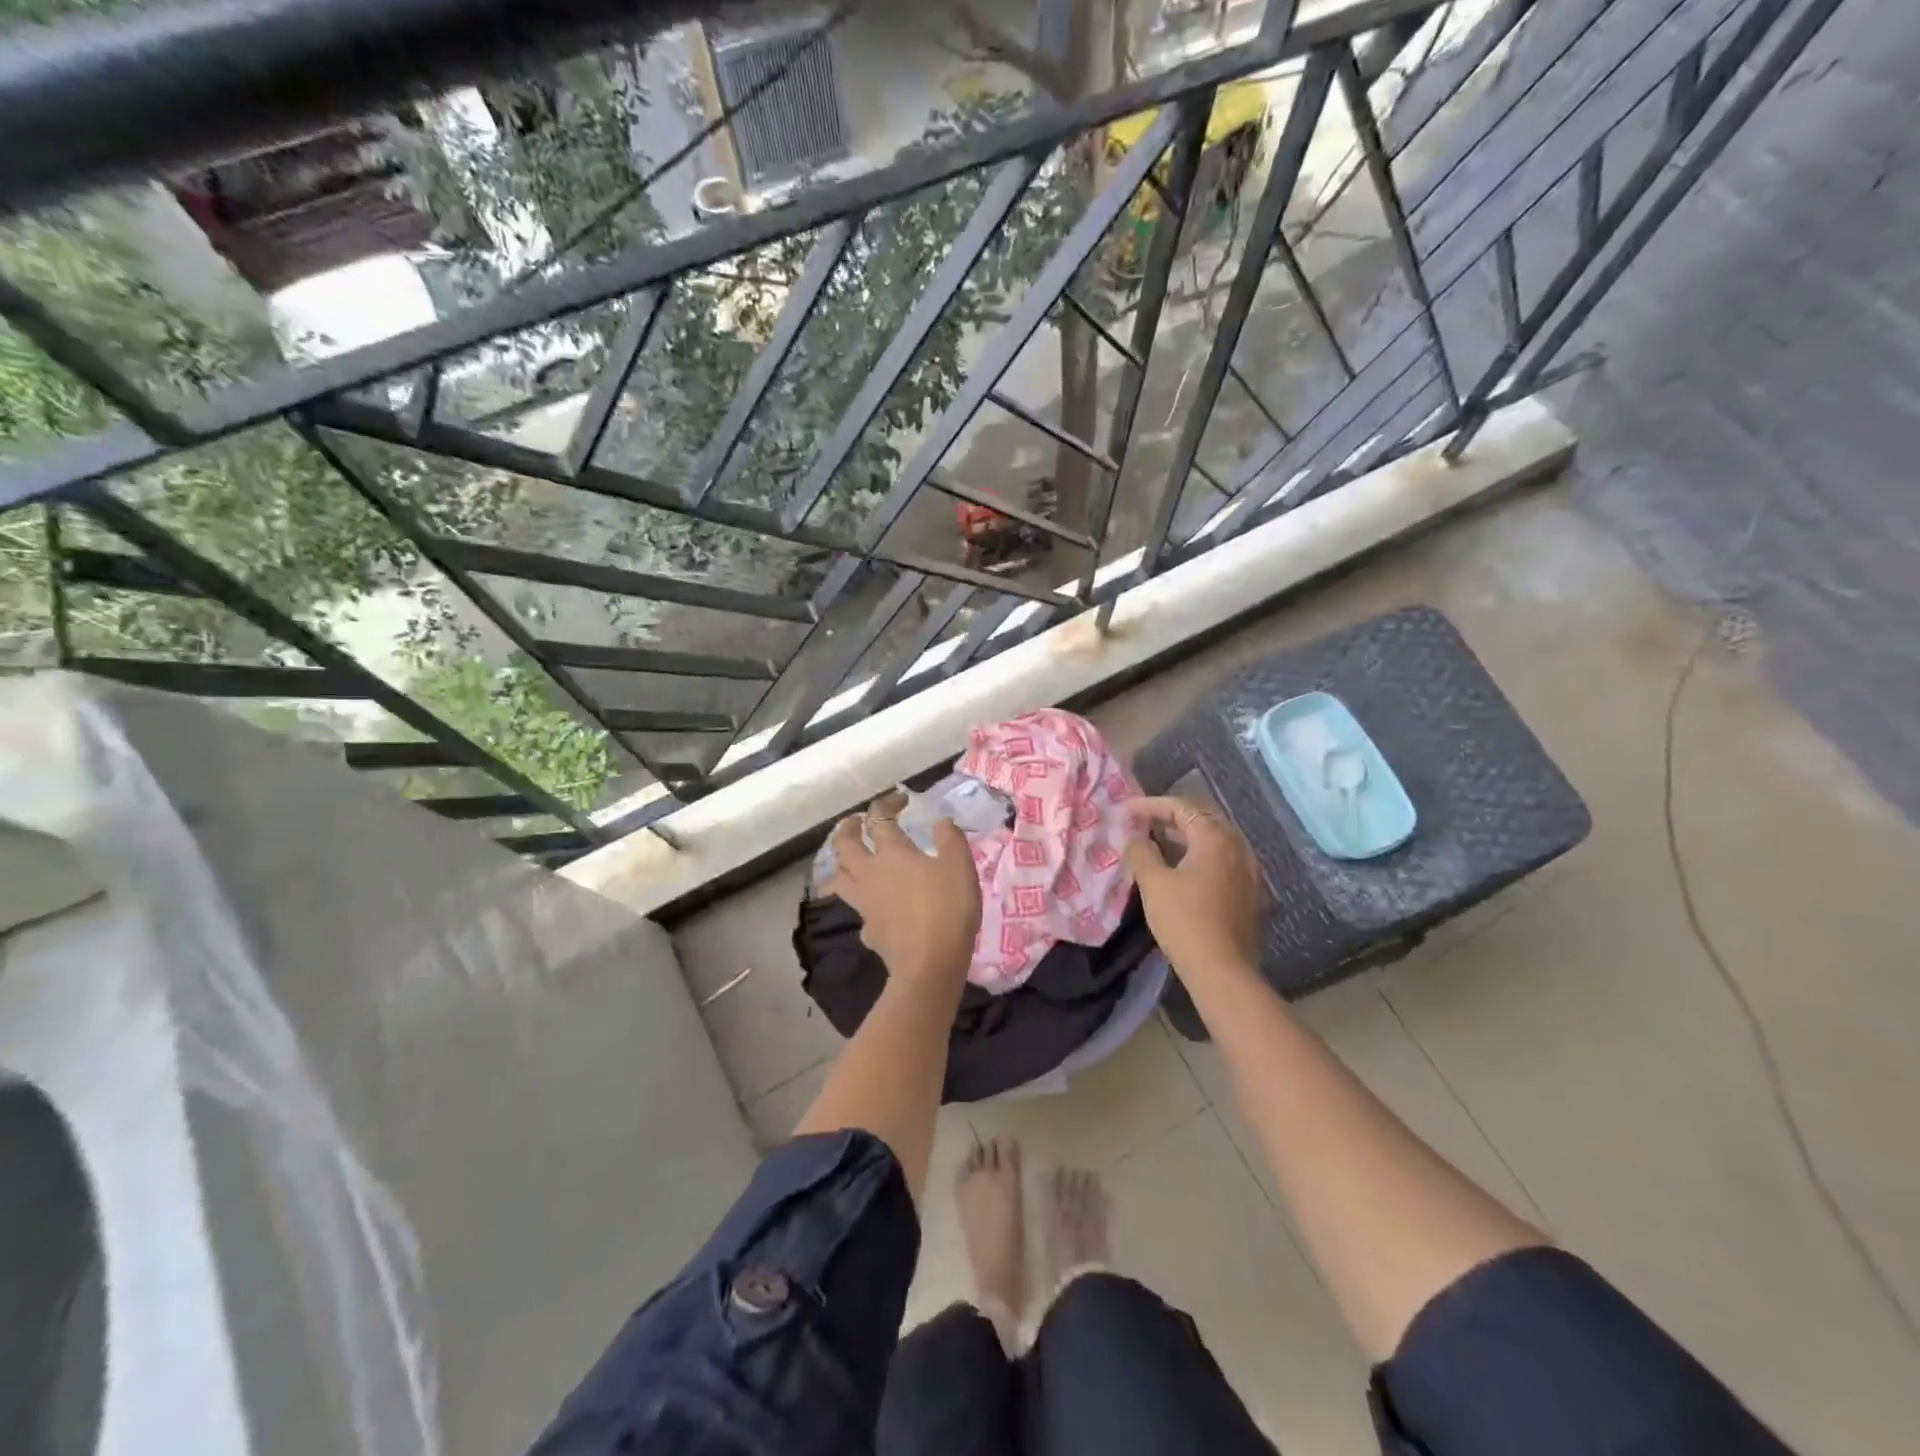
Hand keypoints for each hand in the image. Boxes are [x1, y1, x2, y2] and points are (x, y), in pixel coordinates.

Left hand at [826, 793, 981, 985]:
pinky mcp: (868, 930)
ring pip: (840, 877)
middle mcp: (870, 873)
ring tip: (849, 859)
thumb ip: (950, 838)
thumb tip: (940, 821)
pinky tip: (871, 904)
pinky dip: (860, 900)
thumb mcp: (960, 865)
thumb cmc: (947, 907)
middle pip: (845, 846)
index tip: (900, 800)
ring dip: (841, 863)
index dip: (887, 804)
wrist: (930, 963)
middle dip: (847, 829)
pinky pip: (856, 908)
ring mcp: (864, 904)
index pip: (879, 819)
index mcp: (892, 852)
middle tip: (855, 822)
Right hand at [1123, 796, 1264, 974]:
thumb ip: (1141, 851)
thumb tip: (1134, 835)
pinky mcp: (1250, 893)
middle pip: (1202, 820)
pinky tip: (1182, 869)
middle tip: (1142, 822)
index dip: (1150, 805)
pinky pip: (1222, 861)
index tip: (1125, 811)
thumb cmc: (1184, 920)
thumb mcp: (1153, 883)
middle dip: (1170, 818)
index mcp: (1216, 839)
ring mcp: (1249, 871)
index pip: (1181, 808)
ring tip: (1158, 842)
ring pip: (1214, 841)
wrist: (1222, 970)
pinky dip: (1200, 856)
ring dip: (1185, 837)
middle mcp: (1238, 848)